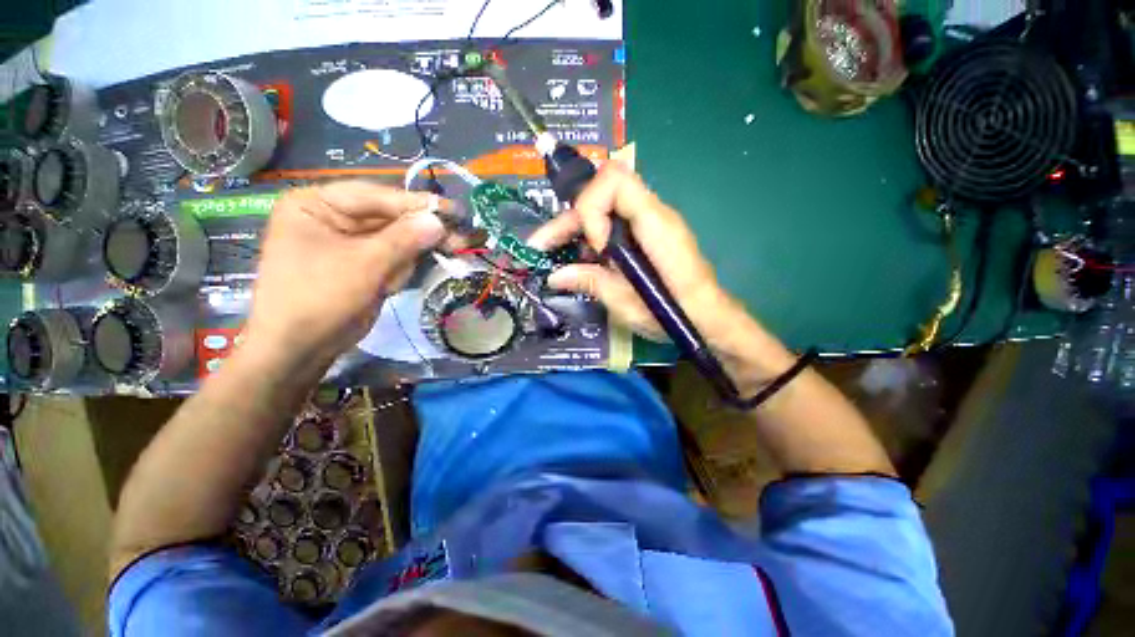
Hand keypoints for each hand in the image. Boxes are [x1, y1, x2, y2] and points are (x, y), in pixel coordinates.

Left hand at [243, 181, 446, 368]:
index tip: (453, 210)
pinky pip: (393, 258)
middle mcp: (332, 218)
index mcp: (316, 204)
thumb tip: (440, 221)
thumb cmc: (319, 299)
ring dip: (410, 256)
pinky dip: (401, 270)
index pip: (375, 195)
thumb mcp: (364, 265)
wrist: (298, 349)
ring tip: (402, 277)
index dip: (415, 204)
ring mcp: (348, 243)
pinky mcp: (363, 264)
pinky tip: (390, 286)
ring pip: (396, 239)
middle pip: (389, 217)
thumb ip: (404, 239)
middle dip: (419, 233)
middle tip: (458, 240)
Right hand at [529, 162, 795, 389]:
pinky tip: (584, 260)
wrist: (707, 319)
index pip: (614, 180)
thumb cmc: (674, 314)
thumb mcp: (627, 303)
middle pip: (602, 192)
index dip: (592, 207)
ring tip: (557, 255)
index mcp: (655, 224)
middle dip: (569, 218)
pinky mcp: (648, 236)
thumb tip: (555, 276)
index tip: (594, 247)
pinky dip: (593, 237)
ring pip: (605, 206)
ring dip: (577, 227)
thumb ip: (591, 282)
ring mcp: (651, 224)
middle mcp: (654, 214)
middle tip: (542, 245)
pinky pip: (614, 223)